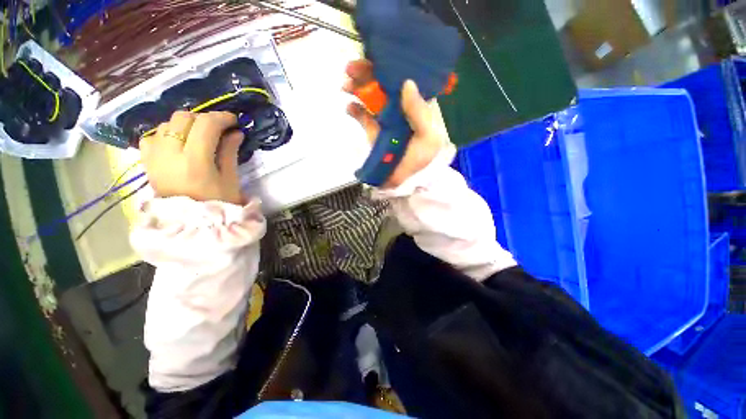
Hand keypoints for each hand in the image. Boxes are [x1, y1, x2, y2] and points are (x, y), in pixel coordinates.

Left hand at [140, 111, 244, 204]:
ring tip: (200, 136)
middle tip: (218, 128)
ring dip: (186, 125)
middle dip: (203, 118)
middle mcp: (169, 153)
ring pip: (166, 124)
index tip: (234, 120)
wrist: (190, 224)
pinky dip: (167, 134)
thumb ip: (230, 152)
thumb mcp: (230, 179)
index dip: (222, 118)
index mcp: (195, 161)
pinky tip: (178, 144)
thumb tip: (235, 132)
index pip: (206, 125)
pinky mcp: (147, 162)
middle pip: (182, 118)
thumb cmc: (217, 203)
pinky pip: (152, 137)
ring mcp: (154, 156)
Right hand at [344, 59, 449, 188]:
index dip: (389, 65)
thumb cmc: (422, 159)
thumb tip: (407, 83)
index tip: (375, 57)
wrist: (407, 181)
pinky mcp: (373, 131)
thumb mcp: (428, 137)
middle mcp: (399, 107)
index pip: (402, 78)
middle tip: (350, 68)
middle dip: (366, 74)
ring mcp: (384, 118)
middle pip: (381, 84)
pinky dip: (354, 110)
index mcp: (415, 105)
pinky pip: (362, 116)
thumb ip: (419, 113)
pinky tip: (349, 107)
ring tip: (345, 85)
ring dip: (356, 88)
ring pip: (369, 97)